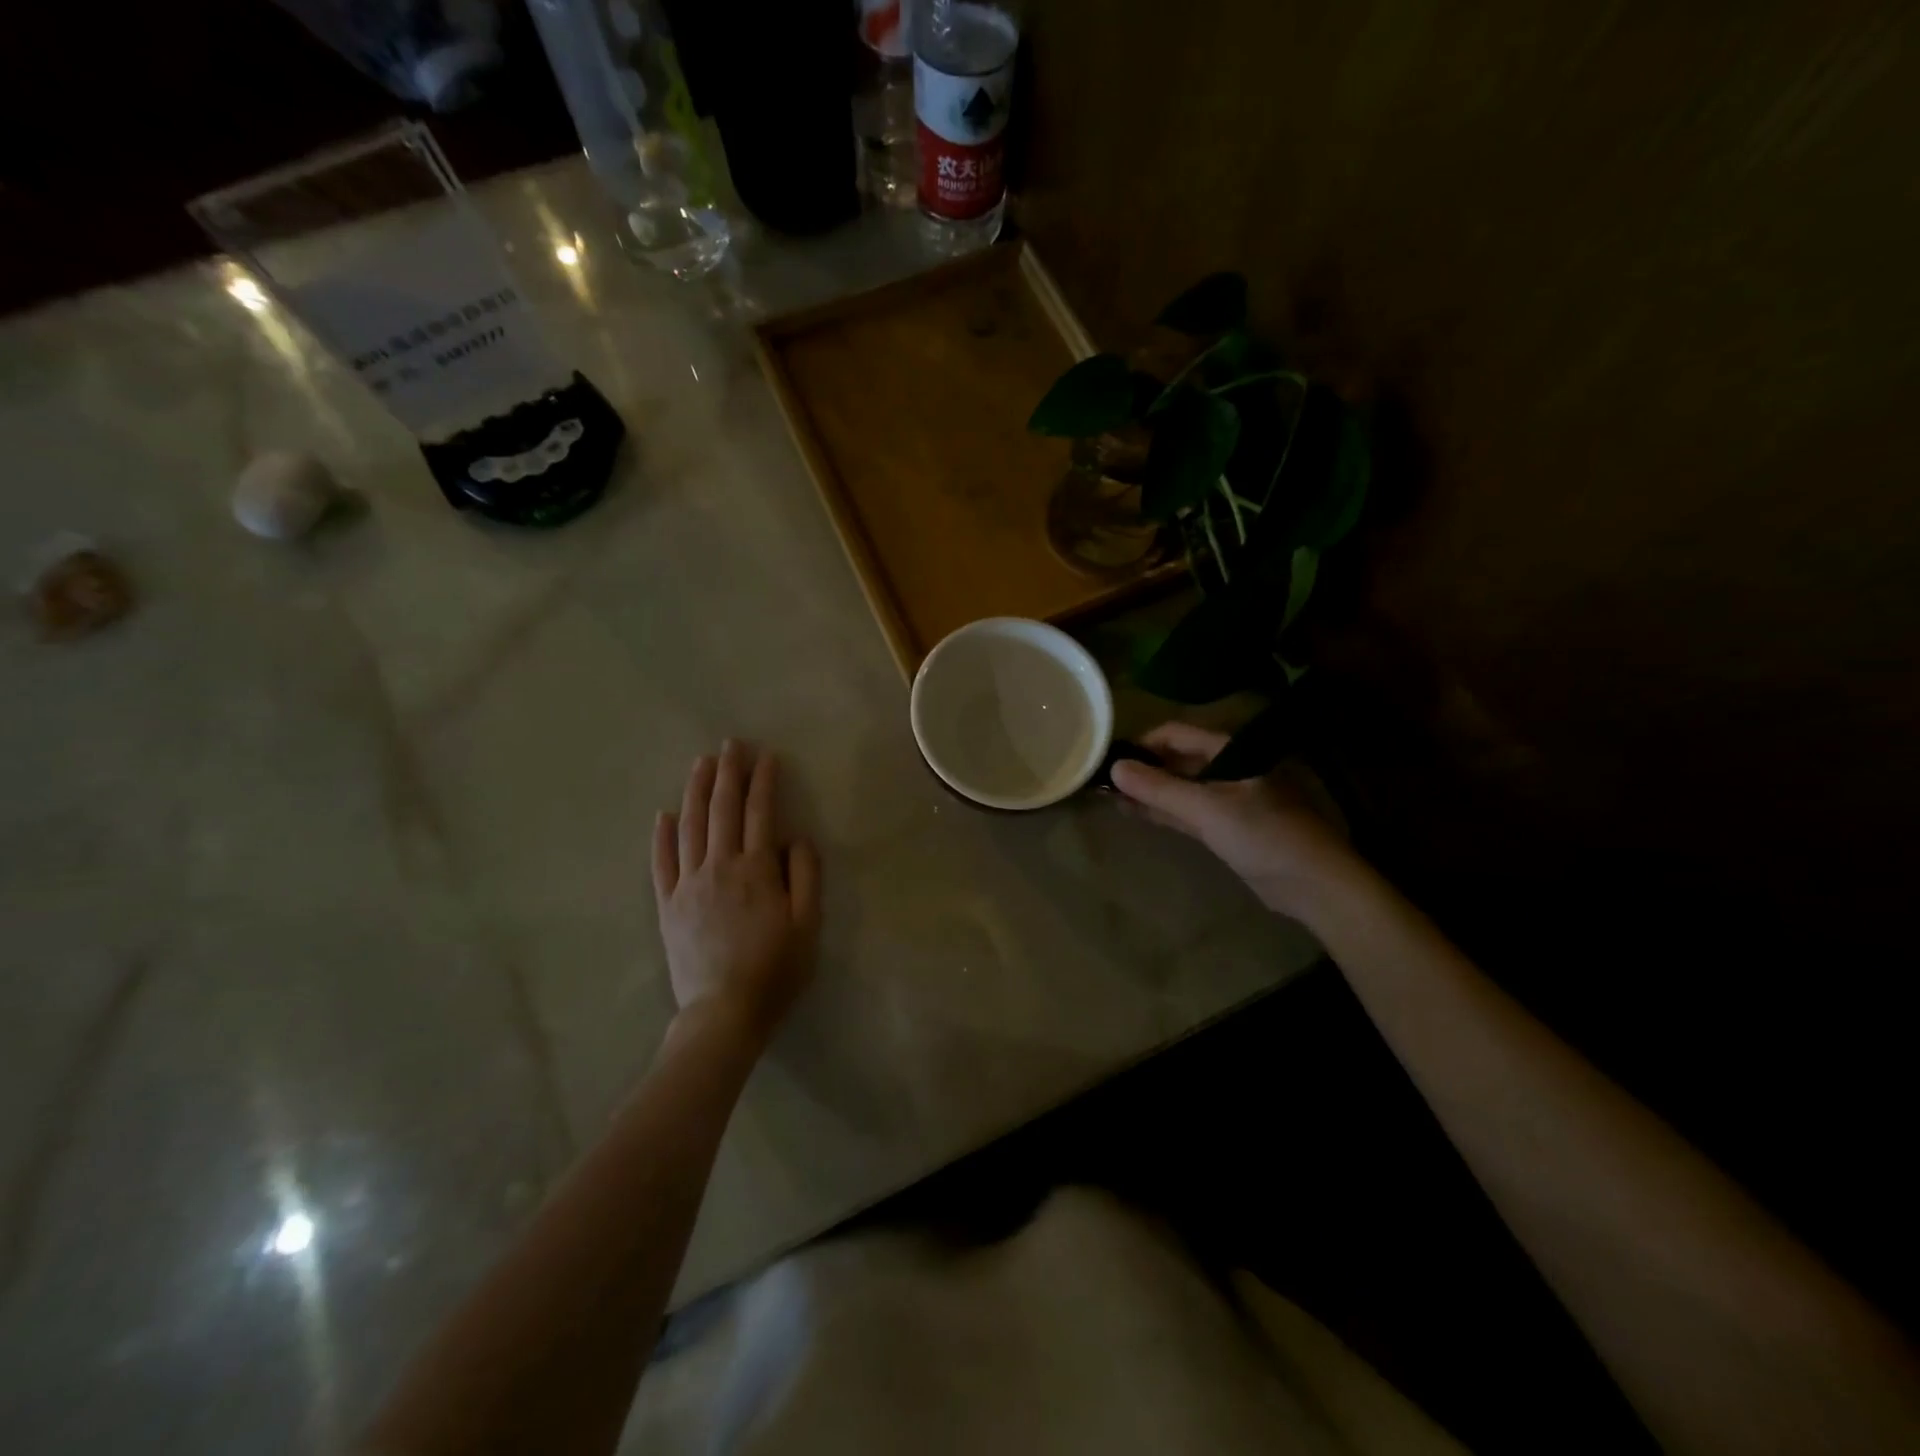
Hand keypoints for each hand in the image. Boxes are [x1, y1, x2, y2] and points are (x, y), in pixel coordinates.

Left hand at [653, 741, 820, 1043]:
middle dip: (728, 773)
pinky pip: (661, 863)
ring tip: (701, 764)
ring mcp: (688, 885)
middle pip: (721, 810)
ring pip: (689, 827)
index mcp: (755, 870)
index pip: (759, 813)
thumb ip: (806, 876)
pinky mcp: (668, 906)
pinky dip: (662, 836)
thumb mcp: (808, 924)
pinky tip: (664, 814)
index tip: (766, 756)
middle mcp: (719, 867)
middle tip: (730, 744)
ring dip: (695, 791)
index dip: (763, 782)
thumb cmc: (775, 969)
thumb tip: (796, 838)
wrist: (724, 1012)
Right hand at [1110, 722, 1358, 920]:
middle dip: (1141, 768)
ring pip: (1179, 787)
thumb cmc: (1264, 835)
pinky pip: (1187, 810)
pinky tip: (1135, 812)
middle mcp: (1227, 767)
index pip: (1175, 733)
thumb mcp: (1207, 809)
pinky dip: (1163, 810)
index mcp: (1229, 750)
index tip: (1109, 758)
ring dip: (1148, 791)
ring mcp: (1227, 798)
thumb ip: (1159, 789)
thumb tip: (1114, 767)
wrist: (1314, 883)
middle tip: (1103, 780)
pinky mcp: (1226, 826)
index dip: (1141, 743)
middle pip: (1176, 759)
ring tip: (1110, 796)